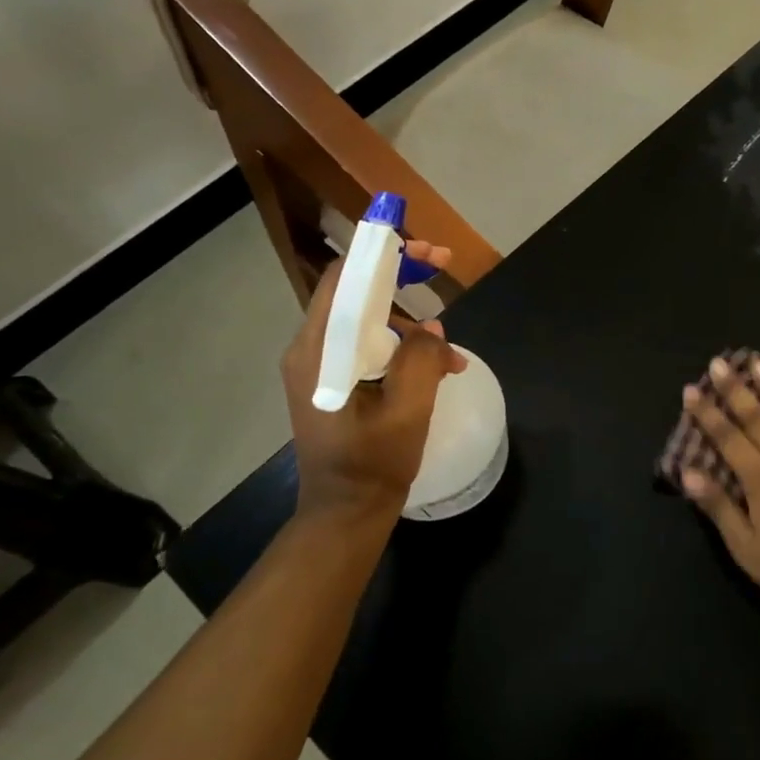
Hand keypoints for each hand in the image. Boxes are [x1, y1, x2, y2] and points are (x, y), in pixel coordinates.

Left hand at [281, 242, 467, 518]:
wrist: (346, 511)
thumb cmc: (375, 462)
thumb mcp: (409, 408)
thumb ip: (421, 357)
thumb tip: (430, 329)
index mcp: (320, 351)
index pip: (345, 279)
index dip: (383, 253)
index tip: (425, 248)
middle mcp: (311, 349)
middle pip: (354, 291)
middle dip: (400, 274)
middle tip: (443, 265)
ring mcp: (319, 365)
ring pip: (364, 318)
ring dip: (407, 319)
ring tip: (449, 348)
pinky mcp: (332, 380)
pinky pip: (366, 344)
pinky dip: (400, 345)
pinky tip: (435, 366)